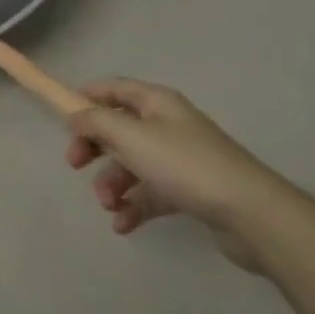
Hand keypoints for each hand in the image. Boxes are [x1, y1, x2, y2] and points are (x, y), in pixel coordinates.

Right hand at [63, 78, 296, 269]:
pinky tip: (123, 224)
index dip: (87, 97)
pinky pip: (151, 194)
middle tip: (75, 165)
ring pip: (133, 165)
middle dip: (95, 148)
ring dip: (113, 184)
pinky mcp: (190, 192)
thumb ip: (96, 122)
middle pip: (119, 129)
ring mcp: (180, 160)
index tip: (63, 115)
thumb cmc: (184, 164)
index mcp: (157, 103)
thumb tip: (75, 115)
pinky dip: (134, 206)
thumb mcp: (130, 136)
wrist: (251, 213)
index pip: (115, 88)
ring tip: (109, 206)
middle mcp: (168, 125)